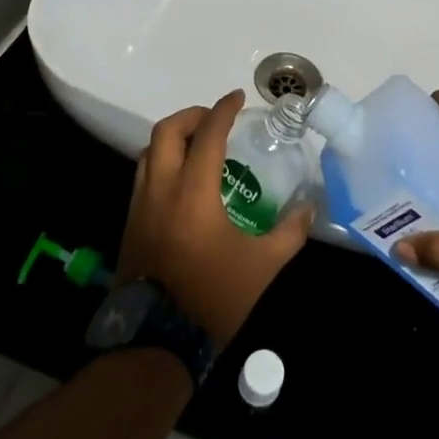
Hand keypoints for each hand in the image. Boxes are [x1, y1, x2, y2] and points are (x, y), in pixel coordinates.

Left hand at [118, 91, 313, 347]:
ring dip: (173, 138)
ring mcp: (140, 207)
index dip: (222, 110)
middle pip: (166, 131)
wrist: (156, 342)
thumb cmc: (213, 298)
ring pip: (149, 152)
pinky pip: (143, 176)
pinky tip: (182, 181)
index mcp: (193, 193)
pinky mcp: (130, 224)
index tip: (237, 97)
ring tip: (198, 146)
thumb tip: (309, 208)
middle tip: (215, 119)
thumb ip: (289, 232)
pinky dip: (162, 163)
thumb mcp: (263, 266)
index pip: (207, 135)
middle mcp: (161, 190)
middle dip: (192, 116)